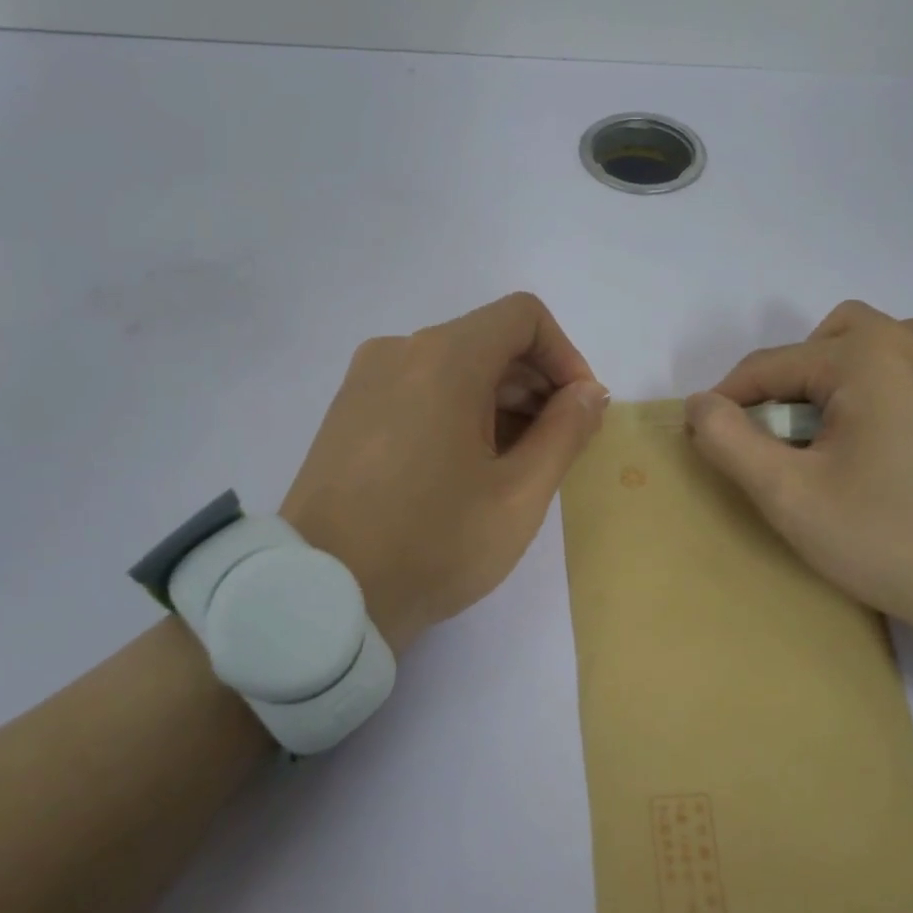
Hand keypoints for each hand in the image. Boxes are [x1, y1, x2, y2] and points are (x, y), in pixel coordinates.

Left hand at [281, 293, 608, 654]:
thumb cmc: (434, 542)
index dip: (565, 356)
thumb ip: (566, 432)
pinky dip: (457, 411)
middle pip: (488, 341)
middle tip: (556, 447)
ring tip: (513, 466)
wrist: (323, 596)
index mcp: (444, 358)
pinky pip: (419, 390)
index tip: (579, 410)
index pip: (523, 317)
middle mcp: (400, 351)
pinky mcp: (348, 411)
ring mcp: (366, 380)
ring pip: (453, 367)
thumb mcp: (519, 494)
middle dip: (535, 385)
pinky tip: (465, 469)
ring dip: (498, 402)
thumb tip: (589, 392)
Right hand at [685, 301, 912, 682]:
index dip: (728, 406)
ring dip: (823, 387)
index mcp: (867, 353)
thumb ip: (729, 441)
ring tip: (823, 447)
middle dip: (782, 391)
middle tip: (781, 450)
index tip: (711, 448)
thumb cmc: (890, 540)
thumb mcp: (789, 495)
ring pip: (855, 350)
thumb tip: (699, 404)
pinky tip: (870, 445)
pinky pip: (895, 366)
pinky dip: (865, 390)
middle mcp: (911, 336)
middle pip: (812, 348)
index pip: (767, 366)